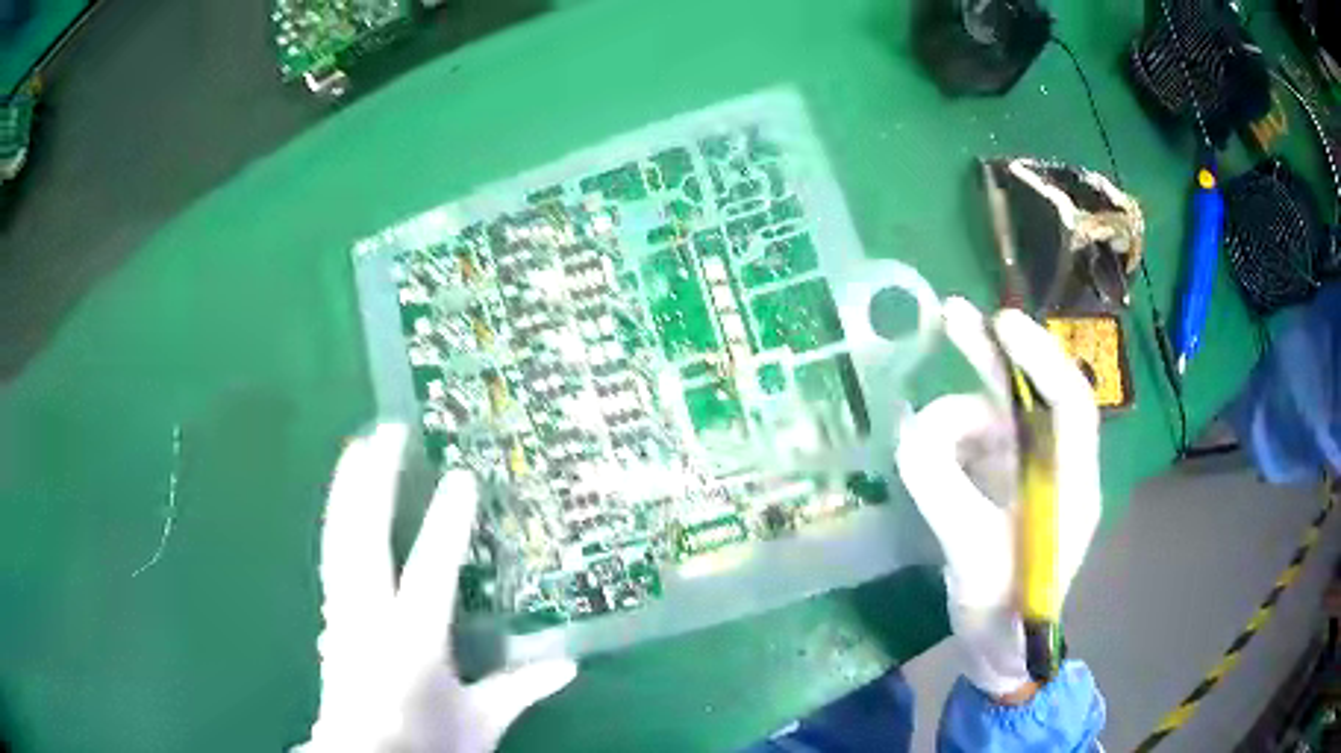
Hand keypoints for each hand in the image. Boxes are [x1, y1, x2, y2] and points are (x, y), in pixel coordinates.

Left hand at [301, 424, 576, 751]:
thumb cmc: (426, 744)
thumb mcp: (481, 723)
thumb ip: (521, 690)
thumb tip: (570, 663)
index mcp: (414, 641)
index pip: (431, 570)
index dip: (448, 523)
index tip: (461, 475)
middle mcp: (370, 619)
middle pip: (364, 538)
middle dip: (373, 482)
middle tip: (385, 432)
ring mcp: (344, 616)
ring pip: (339, 541)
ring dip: (347, 492)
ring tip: (355, 449)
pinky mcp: (332, 622)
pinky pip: (333, 560)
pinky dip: (337, 525)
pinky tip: (341, 509)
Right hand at [895, 298, 1101, 701]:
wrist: (1002, 653)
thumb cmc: (1001, 617)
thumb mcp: (969, 556)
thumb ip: (942, 488)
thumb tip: (911, 428)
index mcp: (1072, 487)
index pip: (1070, 406)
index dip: (1040, 359)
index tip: (1000, 324)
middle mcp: (1058, 469)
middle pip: (1035, 397)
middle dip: (997, 355)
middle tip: (953, 315)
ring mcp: (1031, 477)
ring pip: (997, 420)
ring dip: (958, 420)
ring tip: (923, 447)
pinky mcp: (1005, 487)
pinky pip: (977, 445)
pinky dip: (950, 441)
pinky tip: (928, 456)